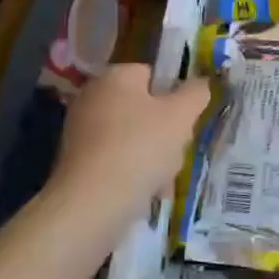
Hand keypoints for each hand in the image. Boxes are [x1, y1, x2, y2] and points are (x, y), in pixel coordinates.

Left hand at [41, 65, 210, 253]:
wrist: (93, 203)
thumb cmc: (141, 147)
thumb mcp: (182, 115)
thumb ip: (196, 93)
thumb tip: (201, 83)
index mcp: (115, 77)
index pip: (153, 75)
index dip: (175, 95)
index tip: (187, 118)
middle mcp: (92, 97)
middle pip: (144, 108)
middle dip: (166, 129)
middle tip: (177, 148)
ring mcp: (81, 131)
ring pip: (134, 136)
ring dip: (154, 154)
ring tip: (163, 176)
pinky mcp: (78, 162)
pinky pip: (118, 159)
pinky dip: (134, 171)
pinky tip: (147, 190)